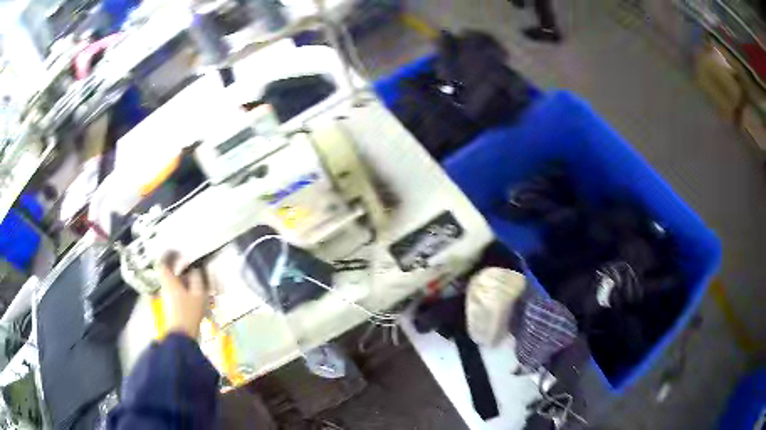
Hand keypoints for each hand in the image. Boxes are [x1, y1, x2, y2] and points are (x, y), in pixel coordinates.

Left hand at [159, 252, 208, 338]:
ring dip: (190, 283)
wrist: (182, 335)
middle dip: (186, 271)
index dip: (170, 255)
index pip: (164, 262)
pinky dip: (190, 292)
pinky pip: (181, 293)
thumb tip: (196, 269)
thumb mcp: (198, 293)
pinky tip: (203, 298)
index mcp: (170, 281)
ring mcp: (169, 297)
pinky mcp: (174, 306)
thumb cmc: (189, 312)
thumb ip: (197, 278)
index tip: (180, 251)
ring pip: (179, 284)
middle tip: (199, 270)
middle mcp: (167, 287)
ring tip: (206, 287)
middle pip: (173, 274)